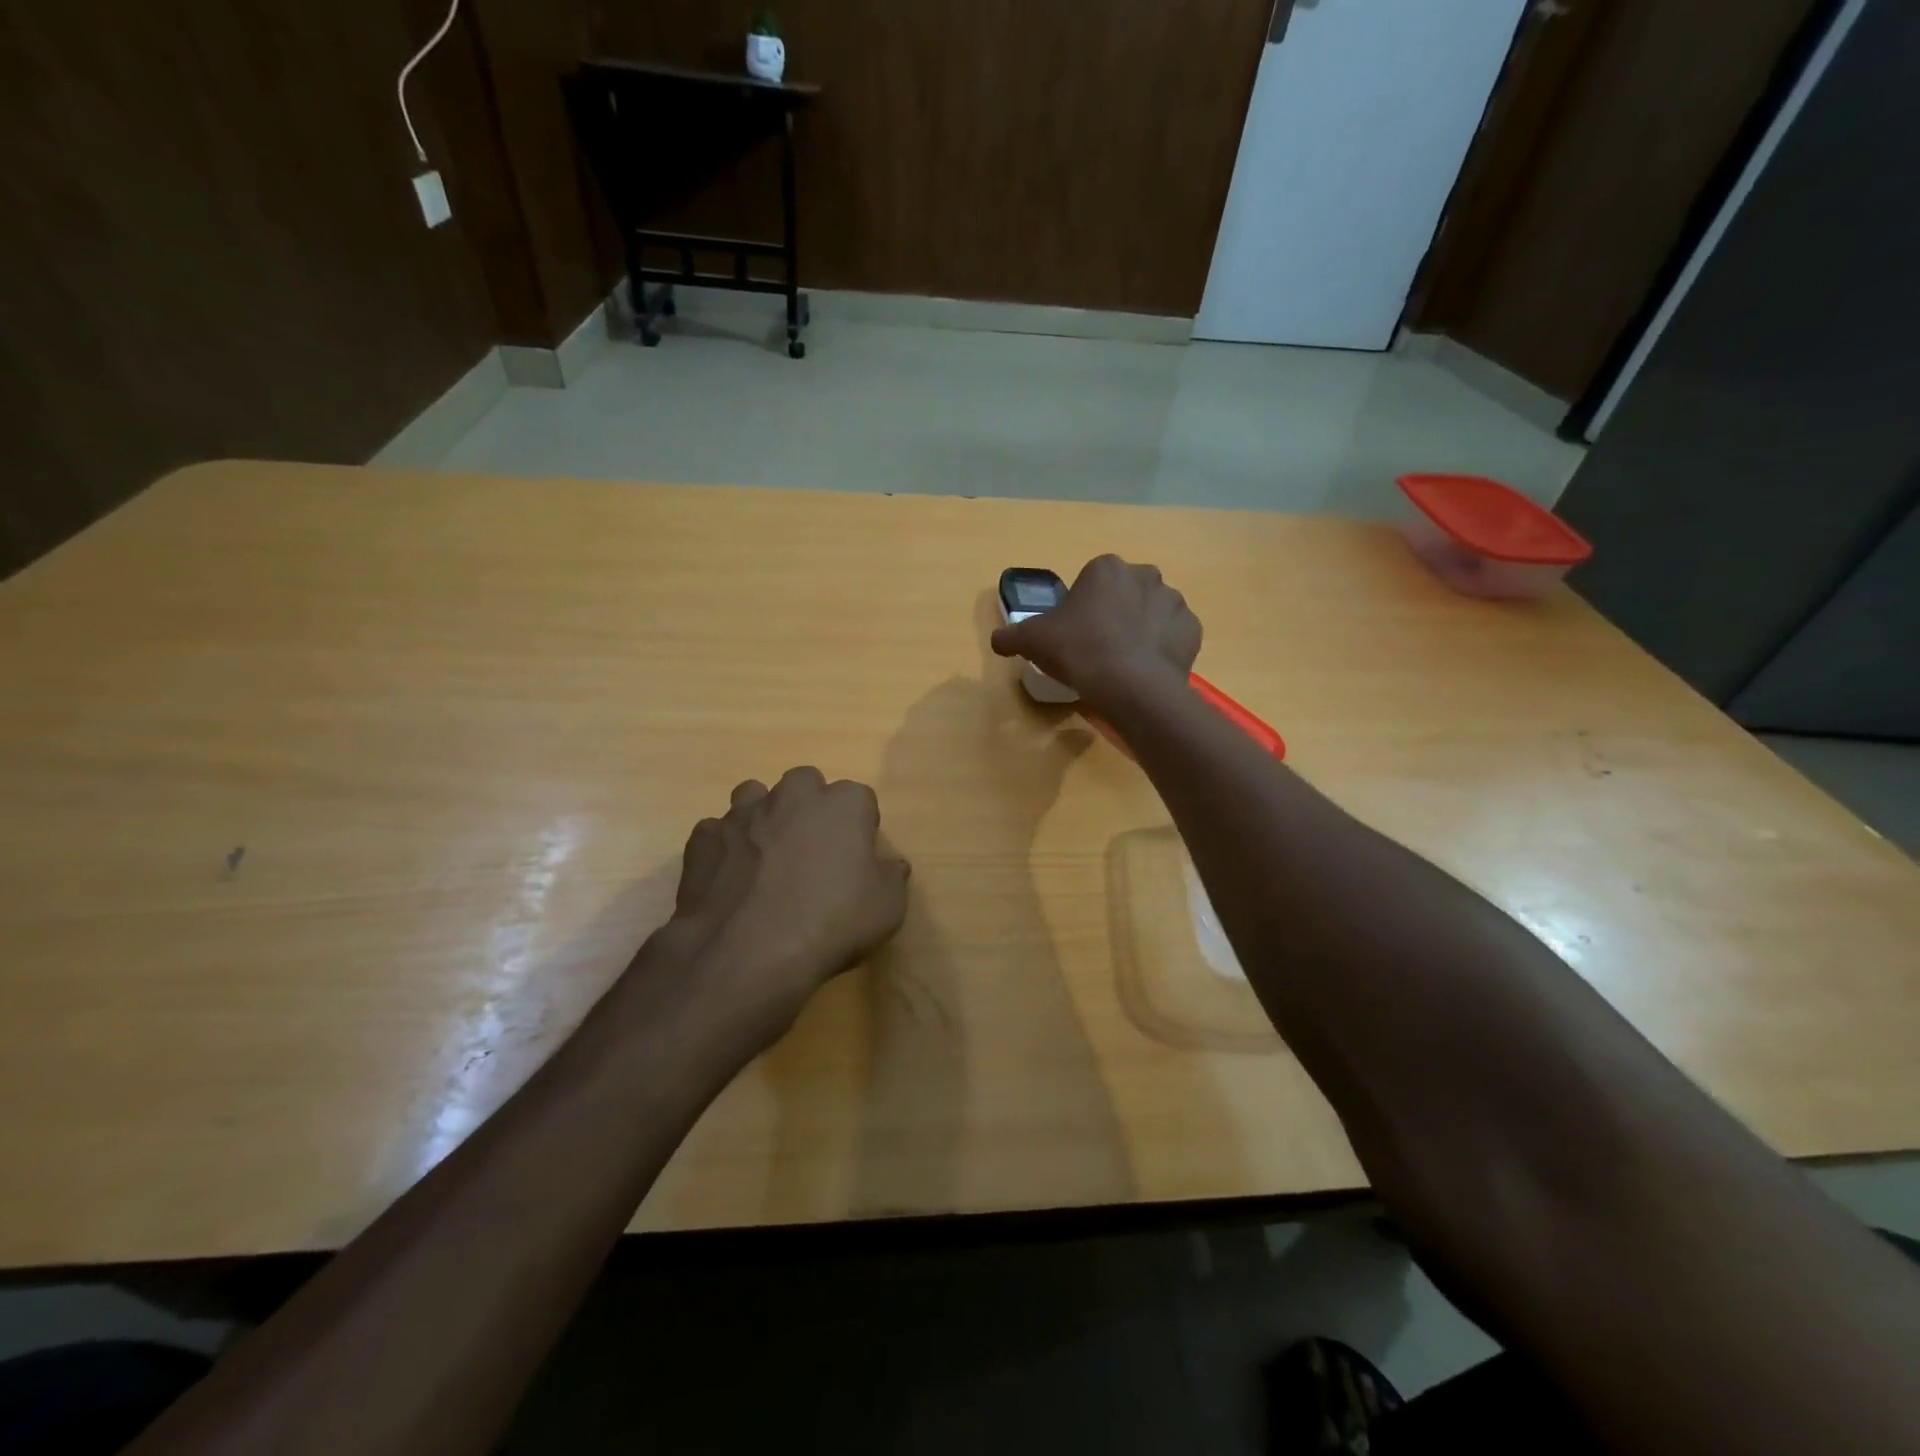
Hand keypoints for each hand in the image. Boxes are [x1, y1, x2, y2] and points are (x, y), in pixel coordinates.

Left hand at [668, 766, 910, 1052]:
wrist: (748, 953)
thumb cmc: (831, 924)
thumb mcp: (887, 909)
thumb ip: (892, 877)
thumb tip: (891, 865)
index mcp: (842, 804)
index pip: (860, 798)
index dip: (860, 826)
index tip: (857, 857)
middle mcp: (792, 796)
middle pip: (805, 784)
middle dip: (809, 806)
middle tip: (812, 850)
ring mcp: (742, 814)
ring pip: (754, 796)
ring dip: (763, 817)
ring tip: (766, 858)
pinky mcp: (704, 839)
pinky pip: (716, 832)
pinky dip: (724, 848)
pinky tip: (729, 880)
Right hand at [989, 555, 1201, 710]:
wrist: (1130, 686)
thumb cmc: (1078, 651)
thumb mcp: (1033, 641)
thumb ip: (1011, 636)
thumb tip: (997, 640)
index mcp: (1107, 568)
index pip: (1091, 581)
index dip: (1081, 608)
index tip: (1074, 634)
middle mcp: (1145, 575)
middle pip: (1124, 593)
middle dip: (1114, 614)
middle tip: (1097, 648)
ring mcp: (1174, 602)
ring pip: (1152, 614)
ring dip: (1140, 630)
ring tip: (1123, 663)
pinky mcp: (1192, 630)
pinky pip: (1173, 636)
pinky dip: (1162, 649)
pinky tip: (1145, 669)